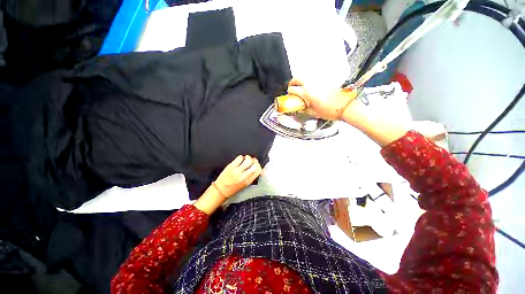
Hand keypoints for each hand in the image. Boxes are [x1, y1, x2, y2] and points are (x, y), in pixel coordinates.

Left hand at [213, 155, 261, 197]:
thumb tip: (258, 169)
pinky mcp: (231, 167)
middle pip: (255, 164)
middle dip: (254, 160)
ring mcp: (237, 171)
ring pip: (248, 160)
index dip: (258, 165)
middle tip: (251, 160)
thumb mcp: (245, 184)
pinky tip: (239, 160)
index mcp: (248, 181)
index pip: (258, 170)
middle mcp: (244, 176)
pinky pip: (239, 158)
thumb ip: (252, 176)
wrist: (221, 190)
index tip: (256, 163)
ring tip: (245, 159)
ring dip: (248, 157)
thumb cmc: (232, 187)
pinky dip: (241, 157)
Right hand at [287, 79, 360, 120]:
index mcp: (307, 93)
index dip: (289, 92)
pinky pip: (314, 79)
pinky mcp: (326, 81)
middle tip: (291, 86)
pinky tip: (310, 87)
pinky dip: (309, 81)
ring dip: (301, 80)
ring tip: (300, 86)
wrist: (345, 106)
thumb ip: (305, 110)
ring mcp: (319, 81)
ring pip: (306, 76)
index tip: (289, 94)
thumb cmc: (330, 111)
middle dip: (293, 82)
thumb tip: (301, 109)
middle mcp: (312, 85)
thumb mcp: (314, 113)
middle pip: (298, 78)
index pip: (293, 89)